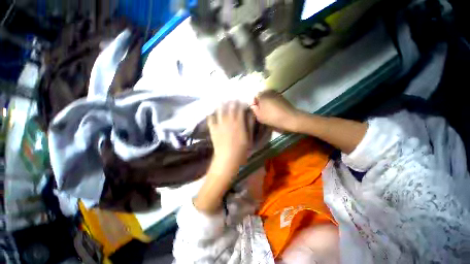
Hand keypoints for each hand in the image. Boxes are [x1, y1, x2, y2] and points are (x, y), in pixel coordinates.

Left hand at [207, 101, 252, 178]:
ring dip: (222, 105)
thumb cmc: (241, 150)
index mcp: (238, 122)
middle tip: (234, 100)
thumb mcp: (249, 137)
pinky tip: (212, 112)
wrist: (227, 159)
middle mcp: (228, 120)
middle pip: (230, 107)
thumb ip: (250, 124)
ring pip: (220, 110)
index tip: (243, 102)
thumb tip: (251, 114)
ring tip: (223, 101)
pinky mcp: (213, 129)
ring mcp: (219, 124)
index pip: (240, 108)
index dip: (242, 103)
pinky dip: (211, 115)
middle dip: (232, 102)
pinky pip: (210, 119)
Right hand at [250, 90, 301, 131]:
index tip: (256, 110)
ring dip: (267, 103)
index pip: (255, 97)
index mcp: (262, 95)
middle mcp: (269, 91)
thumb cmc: (272, 117)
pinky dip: (273, 104)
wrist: (289, 118)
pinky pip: (274, 99)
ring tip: (268, 111)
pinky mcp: (283, 98)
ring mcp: (277, 94)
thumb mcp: (259, 116)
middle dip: (261, 102)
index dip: (254, 103)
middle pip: (262, 96)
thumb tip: (253, 106)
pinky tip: (274, 110)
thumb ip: (254, 110)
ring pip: (268, 98)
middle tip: (261, 111)